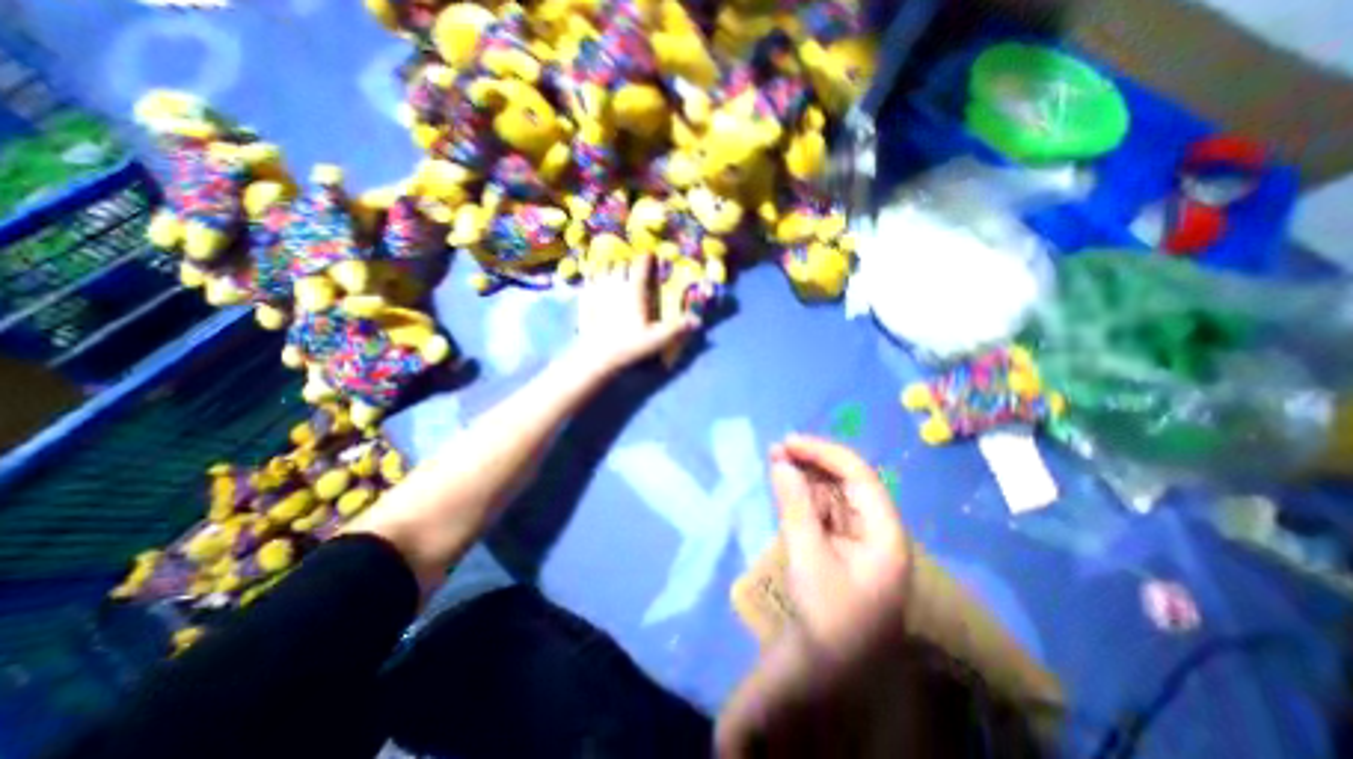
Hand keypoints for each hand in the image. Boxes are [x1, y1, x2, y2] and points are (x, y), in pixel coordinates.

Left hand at [569, 253, 696, 373]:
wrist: (597, 356)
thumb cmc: (629, 346)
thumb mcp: (657, 339)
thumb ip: (677, 329)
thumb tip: (698, 321)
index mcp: (635, 291)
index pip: (641, 266)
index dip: (646, 258)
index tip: (650, 255)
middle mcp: (616, 285)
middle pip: (622, 263)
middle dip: (629, 263)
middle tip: (633, 266)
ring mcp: (598, 290)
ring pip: (604, 268)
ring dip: (611, 266)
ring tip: (615, 270)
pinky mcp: (585, 298)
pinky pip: (589, 279)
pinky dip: (593, 276)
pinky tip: (594, 281)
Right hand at [711, 437, 912, 756]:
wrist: (825, 674)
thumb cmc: (826, 619)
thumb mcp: (808, 557)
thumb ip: (794, 506)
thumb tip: (780, 462)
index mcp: (885, 534)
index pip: (860, 477)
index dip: (824, 453)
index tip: (790, 442)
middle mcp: (876, 531)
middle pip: (846, 483)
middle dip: (812, 463)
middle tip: (777, 450)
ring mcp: (858, 539)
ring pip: (832, 495)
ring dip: (805, 477)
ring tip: (776, 461)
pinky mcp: (840, 547)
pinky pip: (822, 511)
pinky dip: (803, 497)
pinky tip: (785, 486)